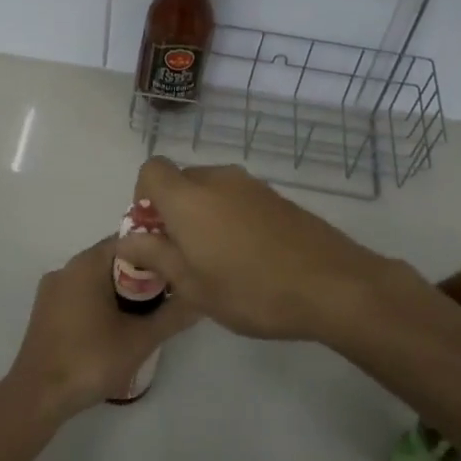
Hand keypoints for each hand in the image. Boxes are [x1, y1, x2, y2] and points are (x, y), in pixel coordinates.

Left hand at [0, 237, 202, 421]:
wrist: (38, 396)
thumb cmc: (90, 359)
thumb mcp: (140, 339)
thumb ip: (173, 316)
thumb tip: (202, 298)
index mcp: (87, 264)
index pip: (129, 241)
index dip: (157, 253)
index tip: (179, 271)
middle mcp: (67, 268)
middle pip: (113, 259)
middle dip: (142, 276)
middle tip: (169, 297)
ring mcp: (53, 290)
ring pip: (97, 279)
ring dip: (123, 292)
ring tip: (149, 315)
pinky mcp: (46, 311)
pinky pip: (81, 295)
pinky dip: (102, 303)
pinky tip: (118, 329)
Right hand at [116, 158, 414, 342]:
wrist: (334, 286)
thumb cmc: (251, 290)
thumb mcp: (193, 285)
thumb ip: (155, 257)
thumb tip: (127, 240)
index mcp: (189, 197)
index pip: (151, 170)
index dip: (143, 197)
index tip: (153, 234)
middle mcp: (218, 179)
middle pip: (181, 181)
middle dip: (173, 211)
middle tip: (182, 255)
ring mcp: (252, 186)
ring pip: (212, 191)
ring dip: (203, 216)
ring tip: (217, 262)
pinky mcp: (279, 198)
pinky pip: (239, 199)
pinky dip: (231, 218)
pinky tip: (249, 258)